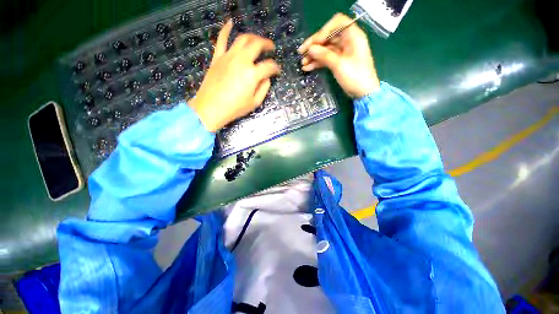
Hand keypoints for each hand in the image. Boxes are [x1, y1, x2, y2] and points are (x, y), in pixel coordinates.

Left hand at [190, 21, 280, 131]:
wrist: (211, 107)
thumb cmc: (235, 108)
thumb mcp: (254, 103)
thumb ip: (263, 89)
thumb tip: (267, 78)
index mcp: (252, 74)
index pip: (269, 66)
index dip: (276, 68)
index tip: (277, 71)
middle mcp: (242, 60)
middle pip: (257, 45)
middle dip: (267, 45)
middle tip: (271, 48)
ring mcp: (228, 57)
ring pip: (243, 39)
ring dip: (253, 37)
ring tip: (258, 40)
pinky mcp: (218, 57)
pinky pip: (221, 40)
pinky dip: (226, 30)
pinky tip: (230, 23)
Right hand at [298, 13, 379, 97]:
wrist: (363, 92)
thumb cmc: (355, 76)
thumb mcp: (339, 64)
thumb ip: (324, 55)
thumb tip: (310, 49)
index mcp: (352, 35)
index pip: (336, 23)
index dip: (323, 31)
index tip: (313, 43)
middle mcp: (347, 41)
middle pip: (328, 37)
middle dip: (314, 45)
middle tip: (301, 53)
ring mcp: (342, 52)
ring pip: (325, 49)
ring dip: (314, 55)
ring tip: (303, 63)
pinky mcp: (339, 62)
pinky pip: (326, 59)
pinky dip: (317, 63)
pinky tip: (307, 68)